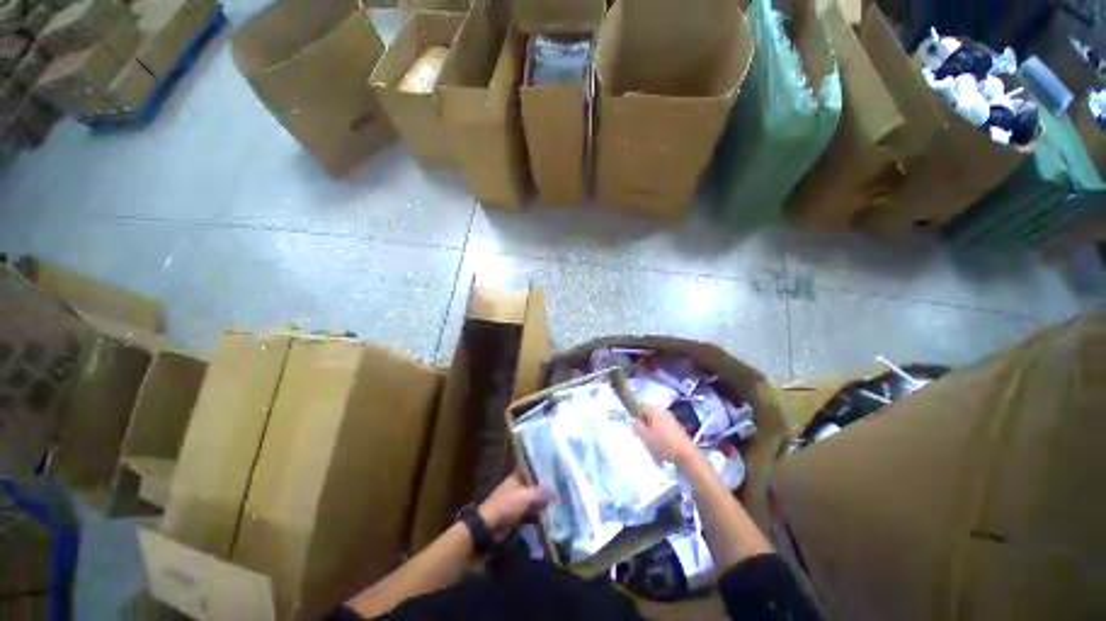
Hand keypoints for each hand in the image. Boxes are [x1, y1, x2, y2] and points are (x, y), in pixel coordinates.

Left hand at [477, 473, 552, 535]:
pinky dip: (537, 516)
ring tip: (557, 507)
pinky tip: (547, 520)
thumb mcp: (526, 496)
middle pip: (534, 486)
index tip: (556, 474)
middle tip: (560, 493)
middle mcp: (517, 487)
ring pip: (533, 501)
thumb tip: (556, 492)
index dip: (543, 472)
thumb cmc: (507, 505)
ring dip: (542, 505)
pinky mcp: (515, 516)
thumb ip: (542, 492)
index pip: (532, 470)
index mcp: (517, 477)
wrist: (488, 527)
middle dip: (545, 490)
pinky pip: (529, 514)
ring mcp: (516, 502)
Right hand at [633, 407, 697, 466]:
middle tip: (643, 437)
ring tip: (652, 443)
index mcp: (655, 410)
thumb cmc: (663, 444)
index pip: (640, 407)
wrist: (687, 455)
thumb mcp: (645, 436)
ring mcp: (672, 419)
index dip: (636, 417)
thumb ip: (636, 426)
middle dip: (645, 425)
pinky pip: (664, 428)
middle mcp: (664, 411)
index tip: (636, 429)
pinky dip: (661, 435)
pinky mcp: (677, 428)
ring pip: (656, 423)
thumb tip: (632, 419)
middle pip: (649, 415)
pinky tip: (661, 446)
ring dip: (652, 431)